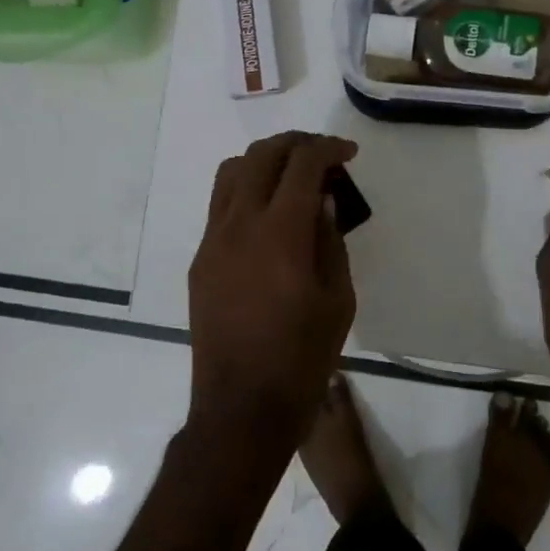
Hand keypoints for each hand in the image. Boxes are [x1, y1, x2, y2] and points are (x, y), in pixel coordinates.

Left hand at [187, 131, 359, 449]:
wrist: (242, 406)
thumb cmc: (303, 356)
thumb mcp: (337, 298)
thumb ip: (330, 239)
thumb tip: (322, 200)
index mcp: (281, 232)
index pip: (302, 164)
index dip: (328, 148)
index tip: (348, 153)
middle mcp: (241, 224)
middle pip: (263, 155)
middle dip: (296, 144)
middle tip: (323, 155)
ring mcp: (214, 239)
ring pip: (232, 172)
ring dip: (265, 160)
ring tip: (291, 175)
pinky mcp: (201, 258)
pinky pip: (220, 204)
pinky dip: (246, 189)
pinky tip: (268, 212)